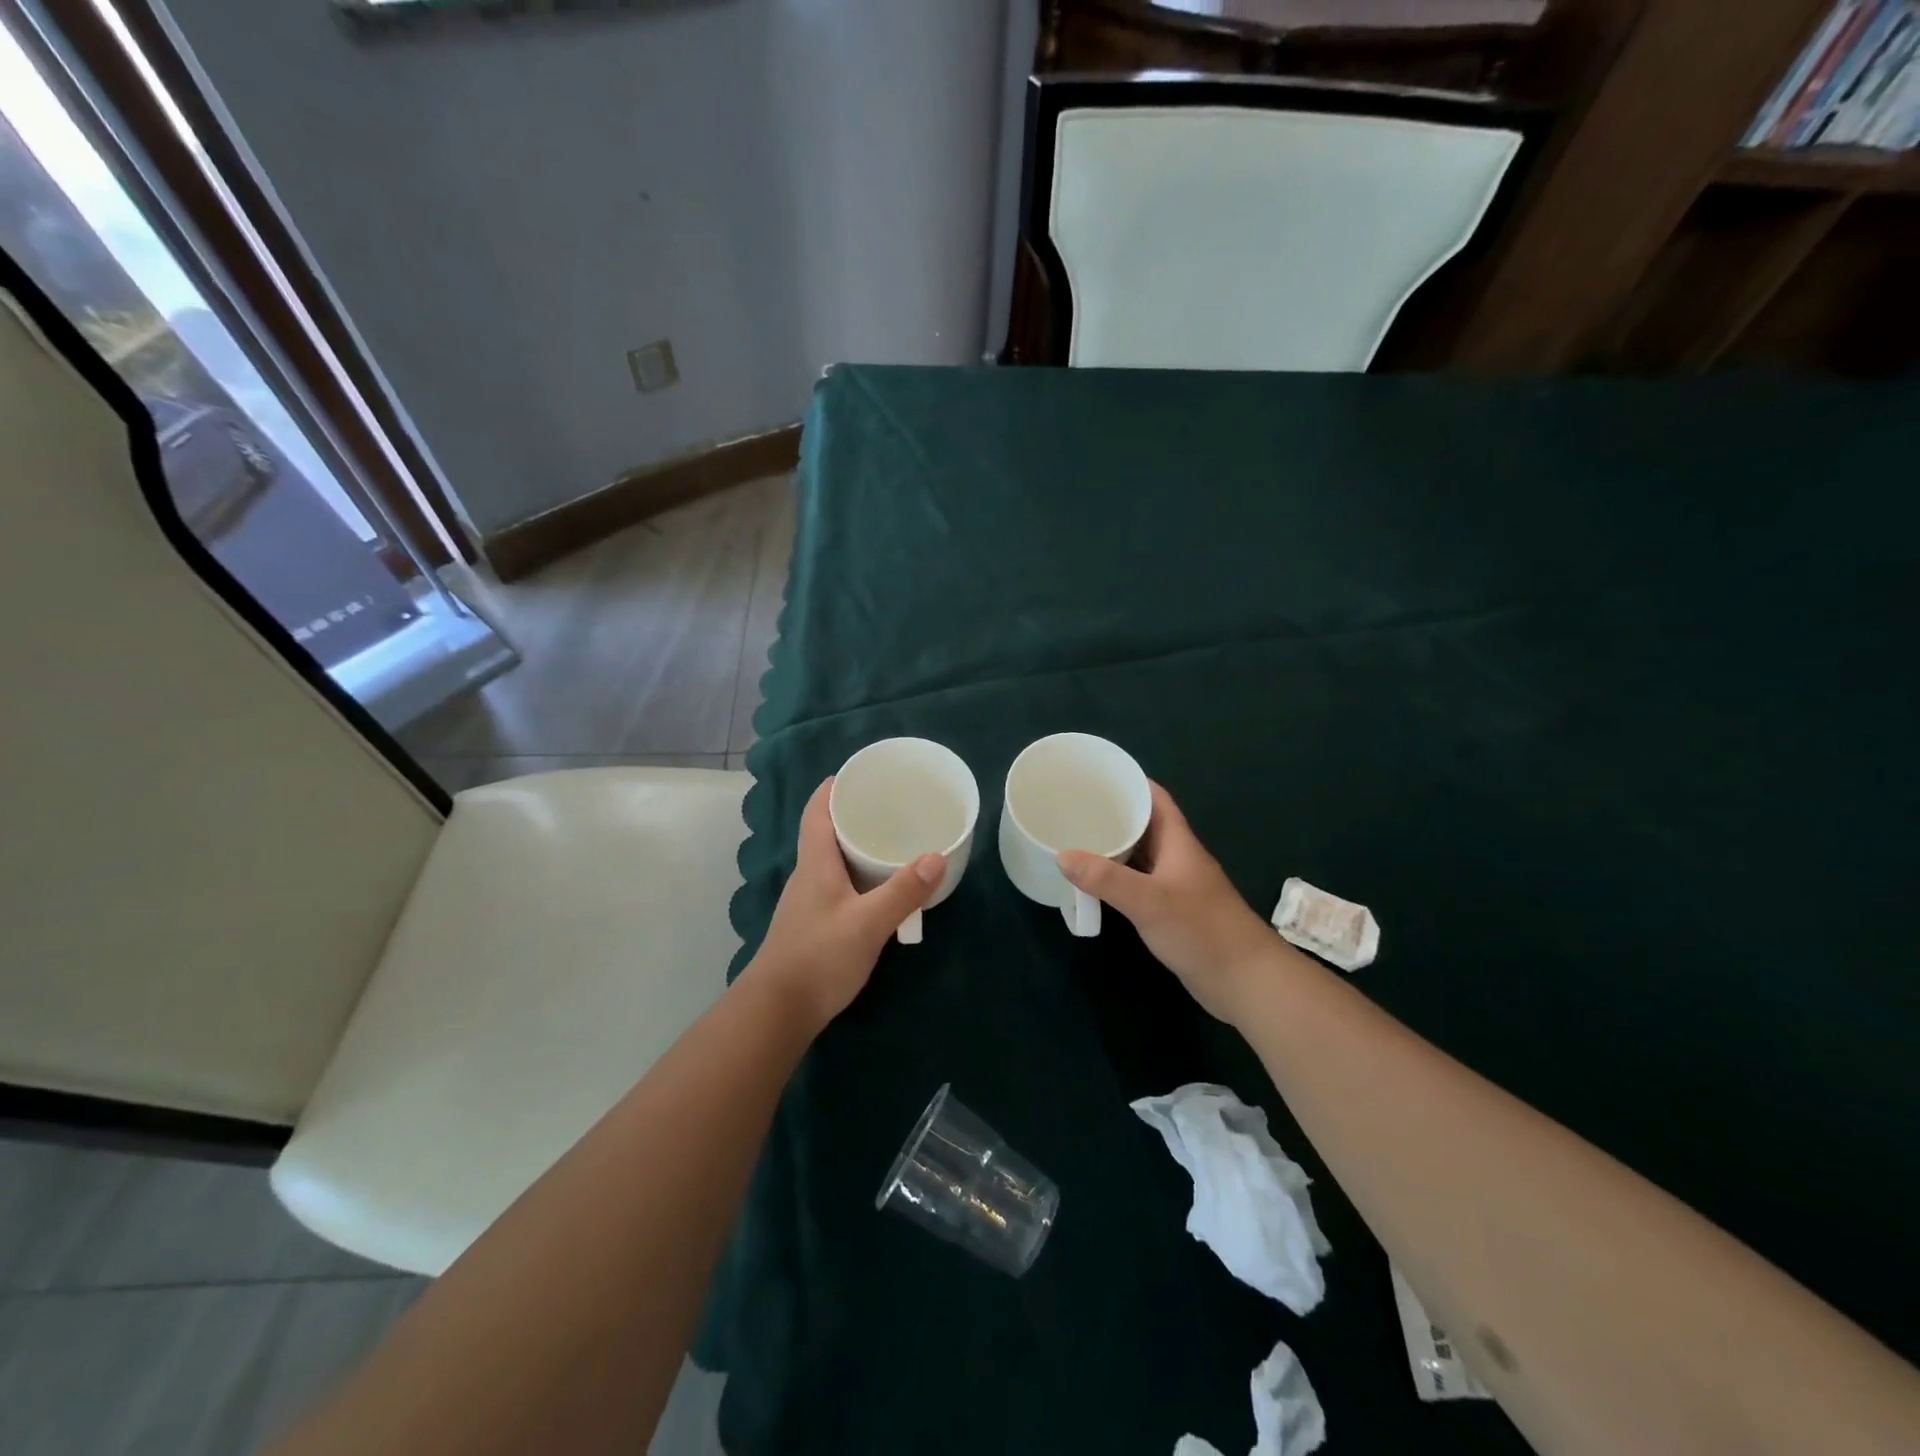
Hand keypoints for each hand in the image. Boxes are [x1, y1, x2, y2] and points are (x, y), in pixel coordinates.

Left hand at [746, 778, 944, 1030]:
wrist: (777, 1011)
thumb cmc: (819, 957)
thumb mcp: (868, 923)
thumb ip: (903, 891)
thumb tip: (937, 856)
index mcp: (815, 864)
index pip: (816, 813)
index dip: (833, 789)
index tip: (858, 774)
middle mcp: (807, 876)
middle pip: (825, 833)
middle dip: (853, 815)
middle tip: (889, 806)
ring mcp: (808, 903)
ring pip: (832, 862)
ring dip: (856, 847)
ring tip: (891, 841)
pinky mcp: (813, 925)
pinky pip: (838, 886)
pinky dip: (858, 876)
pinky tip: (879, 889)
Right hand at [1058, 783, 1283, 1022]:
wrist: (1245, 981)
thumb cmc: (1201, 930)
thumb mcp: (1149, 901)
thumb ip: (1106, 879)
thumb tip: (1062, 855)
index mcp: (1178, 842)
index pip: (1155, 798)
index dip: (1129, 782)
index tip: (1095, 777)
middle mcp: (1177, 858)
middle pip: (1144, 825)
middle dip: (1113, 814)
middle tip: (1074, 809)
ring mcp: (1176, 885)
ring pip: (1140, 855)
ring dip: (1114, 847)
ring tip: (1076, 840)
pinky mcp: (1172, 911)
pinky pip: (1139, 883)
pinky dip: (1118, 878)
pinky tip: (1095, 884)